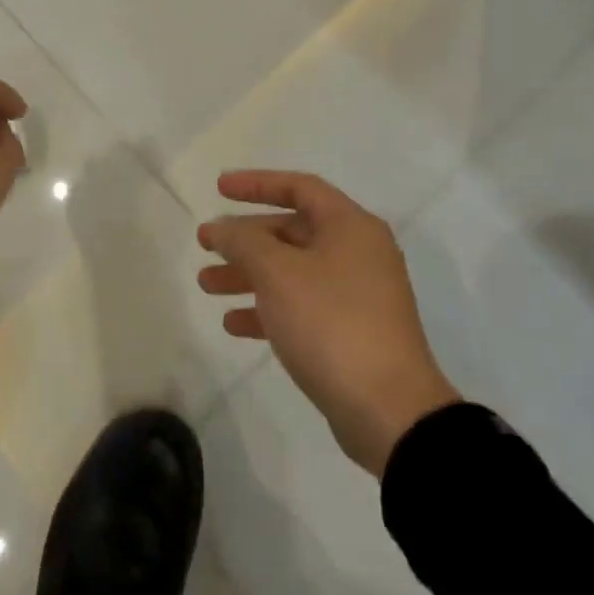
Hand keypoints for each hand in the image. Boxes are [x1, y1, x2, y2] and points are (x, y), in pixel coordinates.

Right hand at [198, 170, 458, 476]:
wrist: (389, 410)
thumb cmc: (331, 323)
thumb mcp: (278, 273)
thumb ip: (242, 241)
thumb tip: (220, 228)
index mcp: (350, 226)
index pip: (299, 187)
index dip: (256, 184)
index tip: (219, 189)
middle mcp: (358, 253)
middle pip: (292, 231)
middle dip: (245, 238)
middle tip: (205, 246)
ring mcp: (357, 295)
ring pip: (292, 271)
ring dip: (248, 275)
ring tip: (207, 285)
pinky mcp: (351, 333)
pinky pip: (302, 307)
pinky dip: (268, 309)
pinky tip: (234, 324)